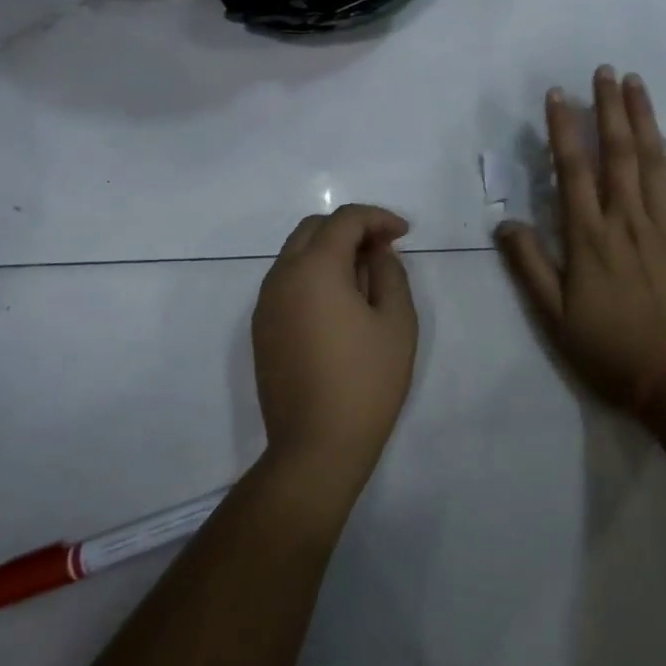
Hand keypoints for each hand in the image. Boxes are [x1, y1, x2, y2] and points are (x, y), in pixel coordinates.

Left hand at [253, 205, 418, 488]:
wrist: (316, 447)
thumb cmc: (366, 382)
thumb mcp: (396, 322)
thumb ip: (389, 273)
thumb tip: (376, 253)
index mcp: (314, 268)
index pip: (344, 220)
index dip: (377, 218)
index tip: (403, 234)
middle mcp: (282, 276)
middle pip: (314, 229)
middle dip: (350, 228)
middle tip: (383, 249)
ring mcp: (266, 303)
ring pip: (296, 253)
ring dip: (330, 251)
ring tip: (364, 276)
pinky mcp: (261, 328)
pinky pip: (287, 281)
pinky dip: (313, 275)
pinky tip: (339, 303)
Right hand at [496, 67, 665, 411]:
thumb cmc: (611, 350)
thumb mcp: (554, 317)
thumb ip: (529, 267)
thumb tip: (504, 223)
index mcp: (589, 238)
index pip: (572, 171)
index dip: (563, 130)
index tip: (558, 95)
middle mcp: (626, 220)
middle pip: (616, 154)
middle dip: (607, 109)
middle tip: (604, 71)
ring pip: (653, 161)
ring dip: (643, 118)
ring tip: (636, 82)